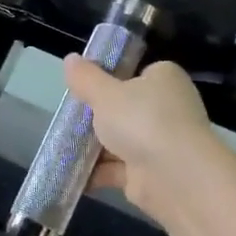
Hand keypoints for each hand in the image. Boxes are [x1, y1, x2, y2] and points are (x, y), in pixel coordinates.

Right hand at [64, 56, 218, 217]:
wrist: (174, 176)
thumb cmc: (141, 120)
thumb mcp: (105, 93)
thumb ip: (86, 78)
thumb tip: (70, 59)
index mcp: (165, 79)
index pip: (137, 74)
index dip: (110, 79)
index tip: (84, 87)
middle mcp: (168, 109)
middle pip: (125, 109)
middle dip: (97, 117)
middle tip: (67, 117)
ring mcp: (161, 143)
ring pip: (120, 141)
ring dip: (94, 147)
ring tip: (61, 145)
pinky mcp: (151, 174)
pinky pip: (118, 169)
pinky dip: (97, 172)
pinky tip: (70, 172)